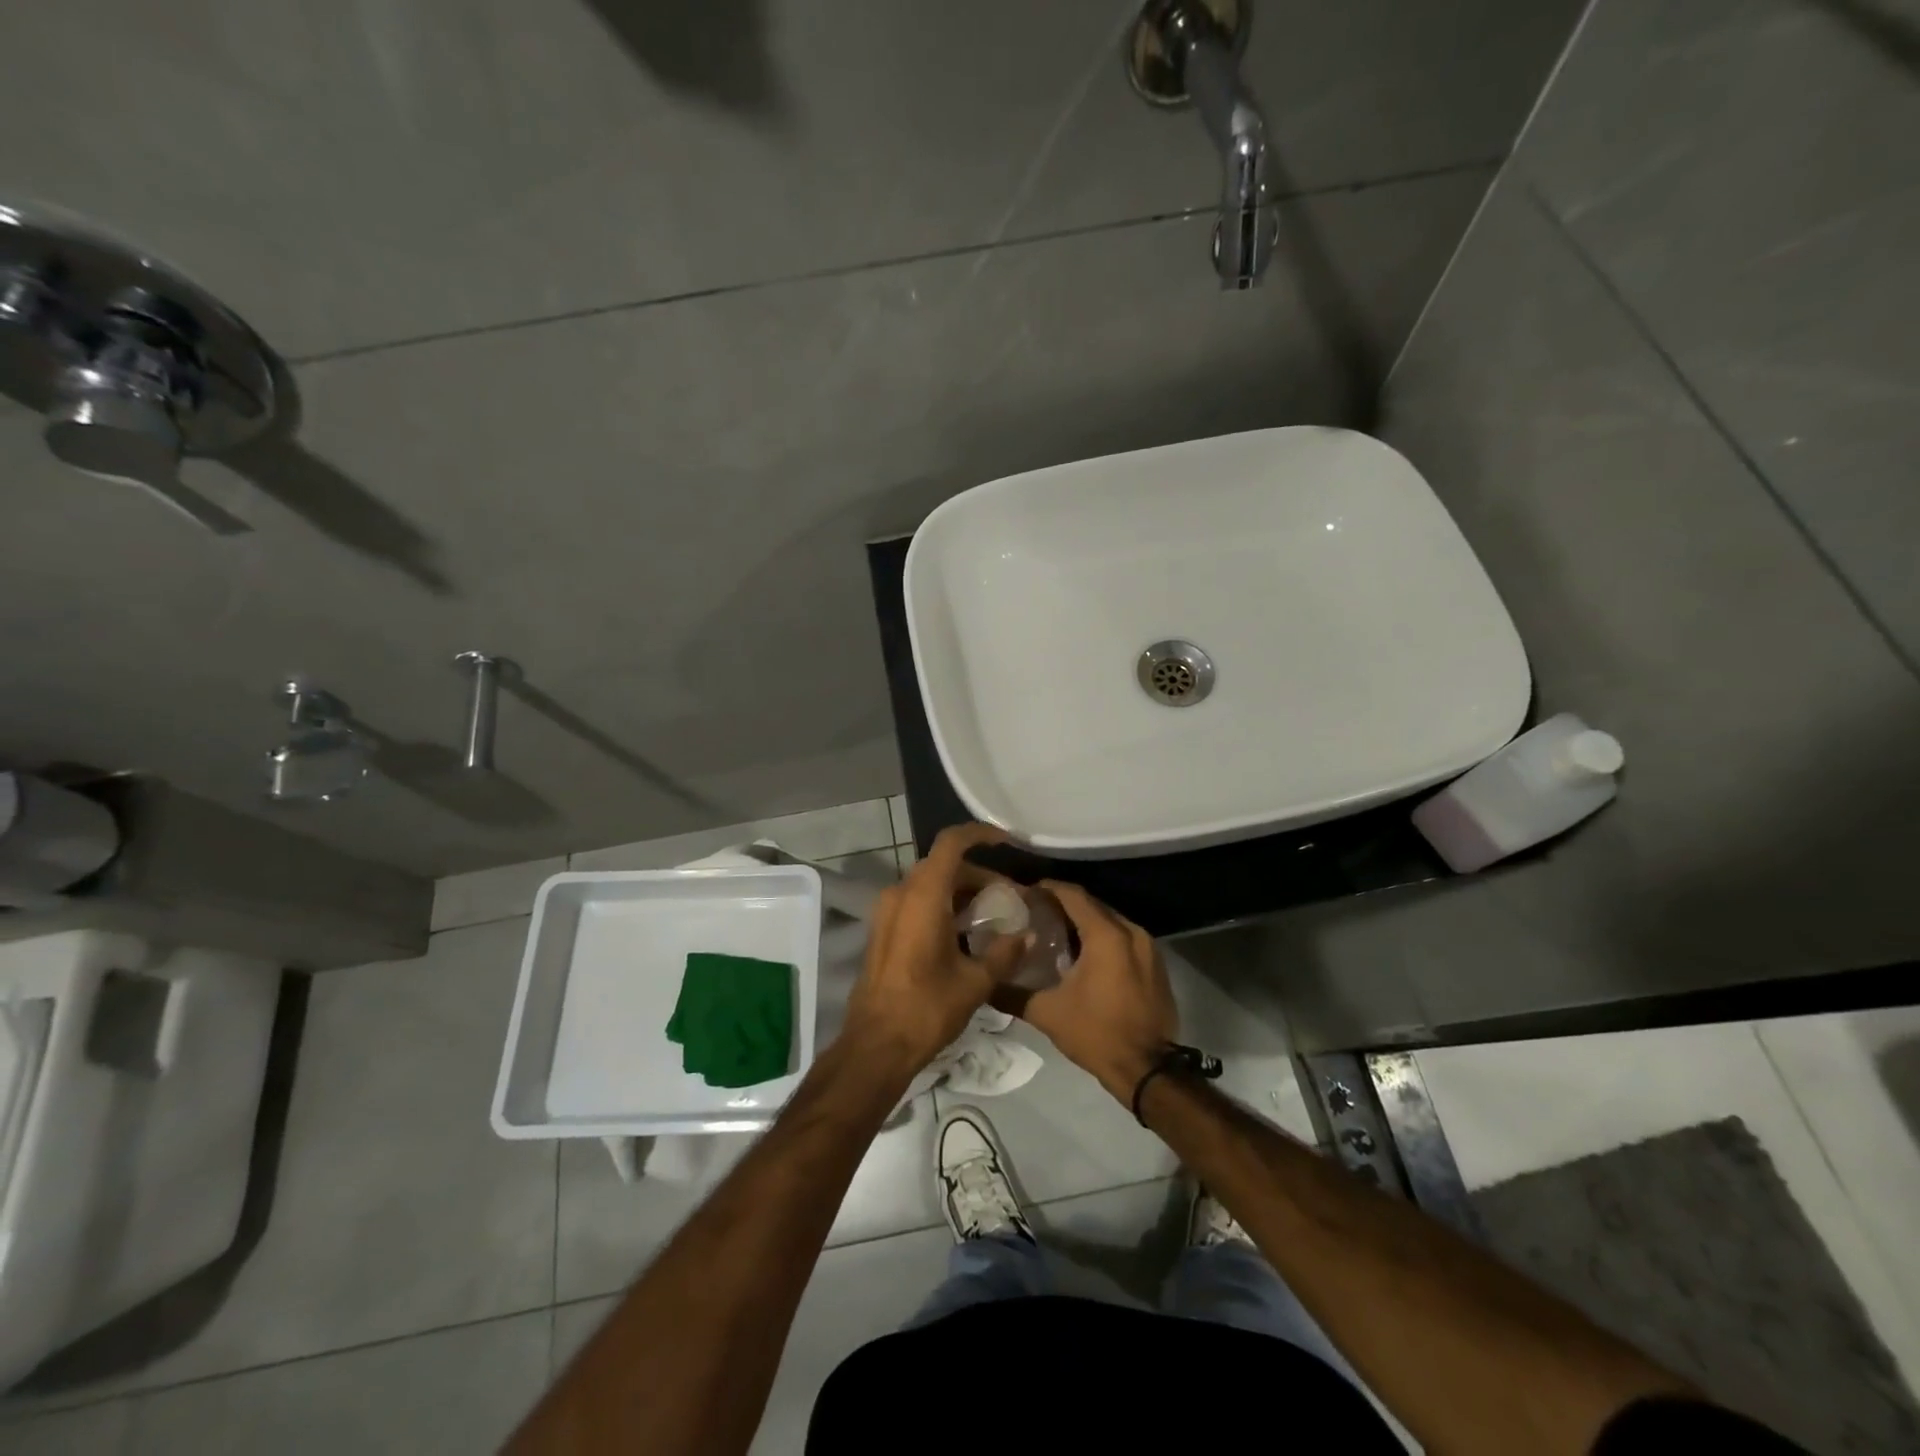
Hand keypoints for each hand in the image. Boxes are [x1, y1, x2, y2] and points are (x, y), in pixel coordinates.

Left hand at [843, 824, 1026, 1071]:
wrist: (876, 1045)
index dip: (980, 834)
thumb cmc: (926, 1009)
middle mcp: (901, 894)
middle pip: (943, 865)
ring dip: (960, 892)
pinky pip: (915, 902)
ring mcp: (886, 912)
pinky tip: (964, 935)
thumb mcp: (975, 982)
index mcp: (923, 896)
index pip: (951, 843)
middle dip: (978, 875)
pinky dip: (941, 906)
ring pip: (929, 884)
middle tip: (1008, 898)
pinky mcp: (882, 930)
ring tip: (991, 918)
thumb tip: (1029, 935)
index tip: (1007, 841)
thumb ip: (1005, 953)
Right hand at [998, 881, 1177, 1103]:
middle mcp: (1130, 931)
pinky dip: (1104, 939)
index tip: (1026, 893)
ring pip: (1110, 921)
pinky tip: (1085, 956)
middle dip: (1065, 905)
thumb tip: (985, 983)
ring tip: (1056, 933)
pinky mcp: (1156, 965)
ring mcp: (1148, 948)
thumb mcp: (1047, 1013)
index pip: (1073, 895)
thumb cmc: (1096, 1034)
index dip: (1048, 889)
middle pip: (1092, 905)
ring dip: (1085, 923)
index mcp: (1106, 935)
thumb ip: (1012, 993)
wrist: (1148, 1070)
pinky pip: (1125, 939)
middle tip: (1036, 912)